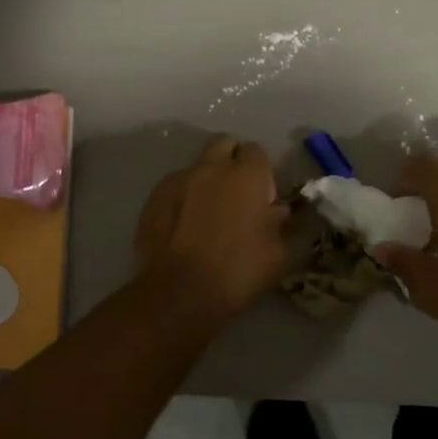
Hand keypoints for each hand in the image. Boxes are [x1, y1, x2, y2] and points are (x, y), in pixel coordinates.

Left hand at [134, 135, 289, 325]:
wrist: (179, 294)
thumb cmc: (238, 273)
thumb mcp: (280, 255)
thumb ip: (283, 226)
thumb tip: (277, 211)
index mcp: (247, 175)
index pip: (257, 151)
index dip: (261, 172)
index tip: (262, 197)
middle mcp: (212, 167)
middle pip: (224, 143)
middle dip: (232, 159)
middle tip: (236, 193)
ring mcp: (179, 179)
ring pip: (197, 165)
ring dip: (206, 179)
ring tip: (208, 213)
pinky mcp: (154, 197)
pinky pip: (174, 186)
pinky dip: (183, 197)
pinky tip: (184, 225)